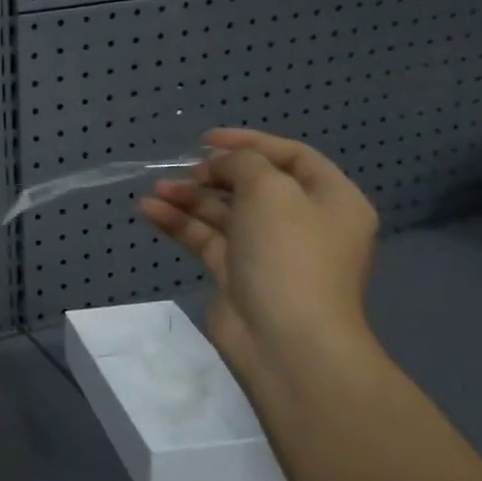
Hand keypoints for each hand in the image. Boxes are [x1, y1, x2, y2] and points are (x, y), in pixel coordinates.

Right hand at [140, 128, 380, 378]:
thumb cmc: (289, 256)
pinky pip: (206, 238)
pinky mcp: (238, 274)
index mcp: (331, 201)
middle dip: (214, 173)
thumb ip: (244, 163)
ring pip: (224, 212)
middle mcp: (303, 224)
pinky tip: (150, 210)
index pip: (293, 157)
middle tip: (185, 169)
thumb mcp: (270, 191)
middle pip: (254, 184)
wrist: (285, 341)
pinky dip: (180, 223)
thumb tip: (223, 164)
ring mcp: (269, 251)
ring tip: (156, 189)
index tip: (207, 139)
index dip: (250, 142)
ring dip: (190, 197)